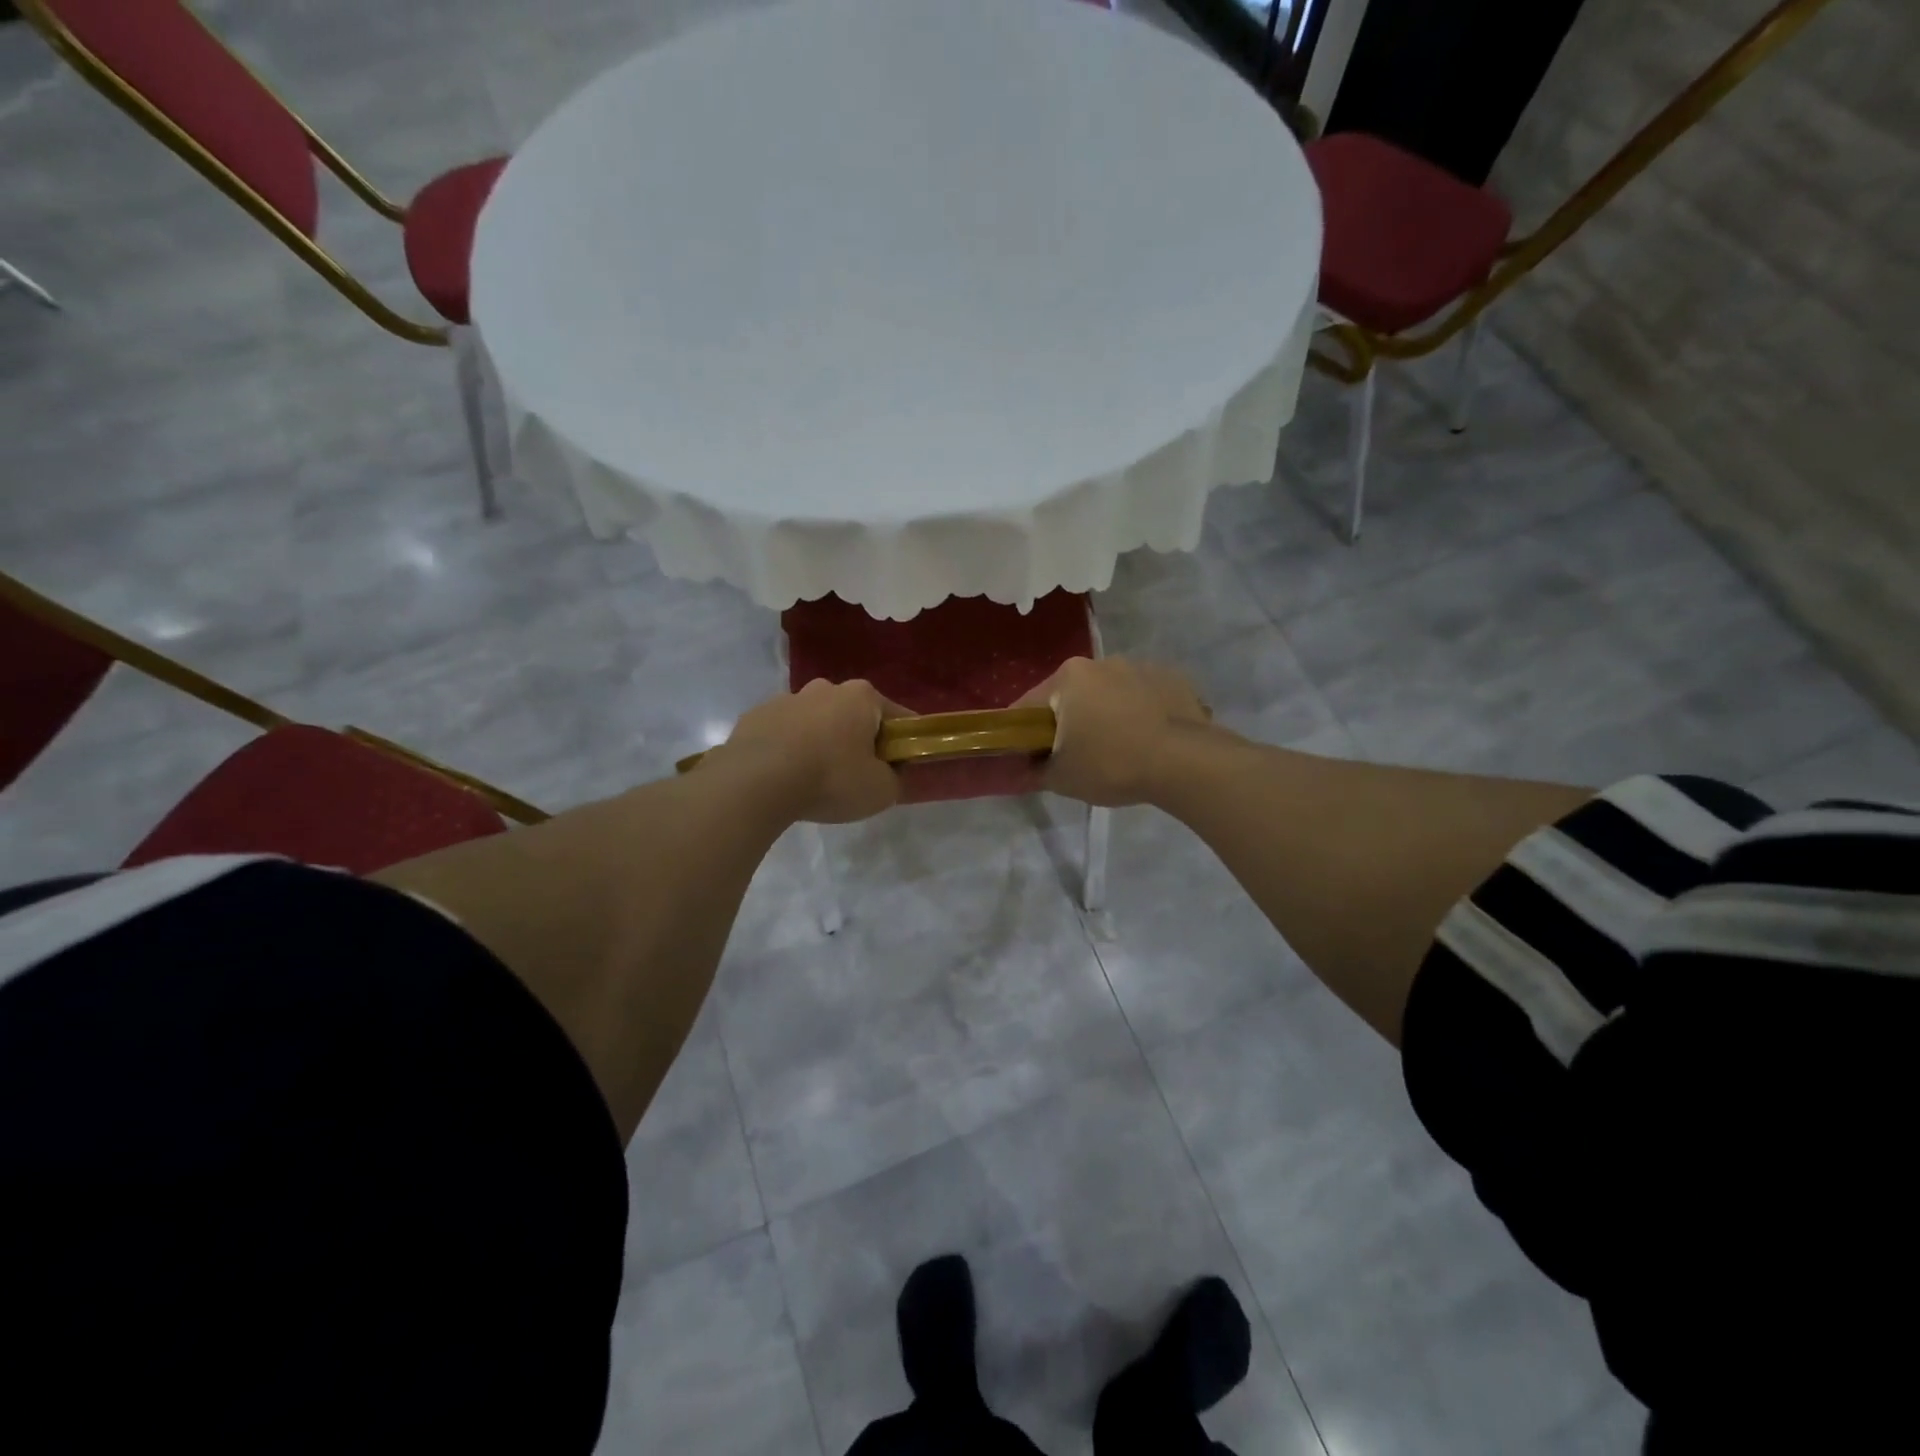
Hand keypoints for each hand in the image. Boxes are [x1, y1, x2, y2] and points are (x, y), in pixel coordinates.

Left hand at [711, 678, 902, 822]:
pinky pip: (782, 734)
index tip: (900, 766)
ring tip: (814, 781)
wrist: (755, 783)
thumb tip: (889, 773)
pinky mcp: (754, 717)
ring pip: (815, 722)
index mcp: (862, 696)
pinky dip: (788, 751)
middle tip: (856, 776)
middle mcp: (825, 688)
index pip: (897, 717)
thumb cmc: (830, 779)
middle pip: (853, 715)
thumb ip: (895, 779)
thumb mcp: (881, 791)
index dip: (903, 742)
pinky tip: (784, 778)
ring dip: (820, 743)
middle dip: (858, 740)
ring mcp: (785, 699)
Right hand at [1015, 657, 1211, 806]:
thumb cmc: (1112, 764)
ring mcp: (1142, 667)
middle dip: (1070, 721)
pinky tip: (1149, 742)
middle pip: (1073, 695)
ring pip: (1111, 694)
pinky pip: (1145, 698)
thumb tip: (1027, 769)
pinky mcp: (1174, 679)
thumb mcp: (1062, 779)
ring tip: (1120, 750)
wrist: (1185, 763)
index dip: (1023, 733)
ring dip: (1107, 715)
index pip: (1030, 705)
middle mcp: (1103, 662)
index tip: (1029, 756)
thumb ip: (1036, 771)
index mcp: (1069, 677)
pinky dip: (1141, 714)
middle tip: (1076, 757)